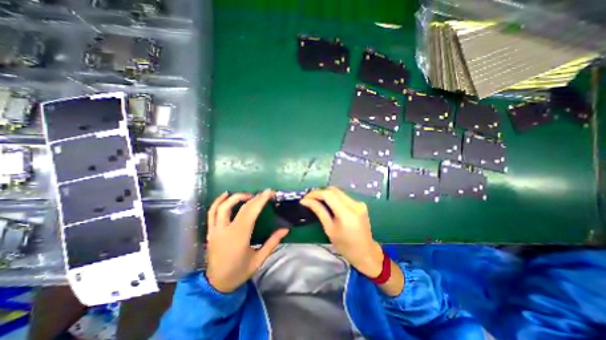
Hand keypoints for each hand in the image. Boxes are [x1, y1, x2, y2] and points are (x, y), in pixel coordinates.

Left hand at [207, 190, 289, 293]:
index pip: (250, 212)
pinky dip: (218, 201)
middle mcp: (225, 230)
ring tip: (248, 195)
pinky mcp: (210, 231)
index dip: (260, 200)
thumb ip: (273, 242)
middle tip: (264, 193)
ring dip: (235, 197)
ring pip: (222, 207)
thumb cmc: (240, 272)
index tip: (269, 192)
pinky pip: (211, 212)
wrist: (217, 285)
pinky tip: (226, 195)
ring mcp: (215, 230)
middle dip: (253, 197)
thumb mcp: (259, 259)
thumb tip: (286, 229)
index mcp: (239, 237)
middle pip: (239, 207)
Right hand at [301, 186, 381, 277]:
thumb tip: (306, 201)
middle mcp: (354, 204)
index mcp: (347, 213)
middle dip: (320, 192)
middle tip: (309, 199)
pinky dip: (334, 197)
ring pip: (338, 192)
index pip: (328, 194)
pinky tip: (328, 203)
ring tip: (316, 200)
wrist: (366, 253)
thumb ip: (319, 211)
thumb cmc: (345, 245)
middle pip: (333, 190)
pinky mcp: (360, 204)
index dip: (315, 193)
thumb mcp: (329, 229)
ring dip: (326, 194)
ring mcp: (359, 203)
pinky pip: (343, 196)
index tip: (305, 198)